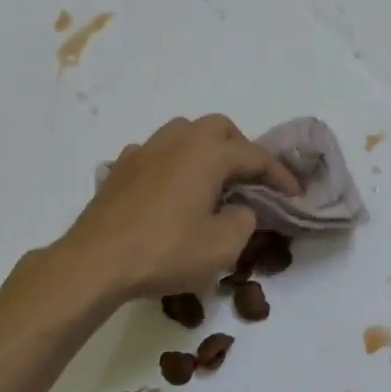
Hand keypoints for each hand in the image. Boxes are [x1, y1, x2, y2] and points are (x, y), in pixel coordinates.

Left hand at [56, 115, 298, 301]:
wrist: (95, 262)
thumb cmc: (165, 252)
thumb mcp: (222, 247)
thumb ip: (244, 221)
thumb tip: (240, 210)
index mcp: (208, 154)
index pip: (255, 156)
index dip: (280, 175)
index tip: (295, 195)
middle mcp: (177, 141)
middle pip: (219, 128)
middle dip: (241, 149)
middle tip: (251, 180)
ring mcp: (144, 151)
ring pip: (184, 132)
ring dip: (205, 149)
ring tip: (212, 180)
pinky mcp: (120, 169)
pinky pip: (156, 152)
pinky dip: (173, 162)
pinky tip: (171, 189)